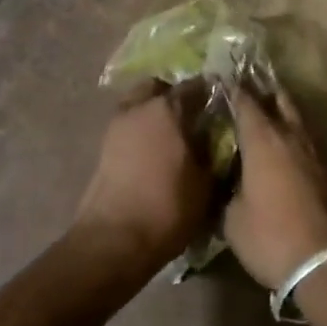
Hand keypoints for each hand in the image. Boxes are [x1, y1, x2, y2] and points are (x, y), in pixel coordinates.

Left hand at [72, 82, 210, 280]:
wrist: (113, 240)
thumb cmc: (167, 207)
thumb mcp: (206, 182)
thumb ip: (213, 152)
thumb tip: (218, 139)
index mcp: (168, 108)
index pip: (196, 85)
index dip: (211, 93)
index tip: (223, 105)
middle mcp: (139, 107)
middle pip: (159, 87)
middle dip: (175, 96)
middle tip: (193, 117)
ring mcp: (116, 125)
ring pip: (139, 104)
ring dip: (154, 113)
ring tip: (173, 137)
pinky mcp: (103, 147)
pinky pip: (128, 126)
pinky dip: (141, 131)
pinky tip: (155, 153)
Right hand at [222, 85, 326, 289]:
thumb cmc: (272, 236)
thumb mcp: (232, 219)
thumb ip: (225, 191)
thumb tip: (224, 181)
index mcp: (264, 139)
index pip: (244, 101)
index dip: (231, 89)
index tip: (218, 81)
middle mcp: (290, 136)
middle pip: (278, 100)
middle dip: (261, 92)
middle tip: (243, 90)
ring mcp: (313, 152)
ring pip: (294, 120)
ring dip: (278, 114)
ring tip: (260, 118)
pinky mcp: (326, 172)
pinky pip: (303, 142)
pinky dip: (289, 138)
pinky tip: (278, 151)